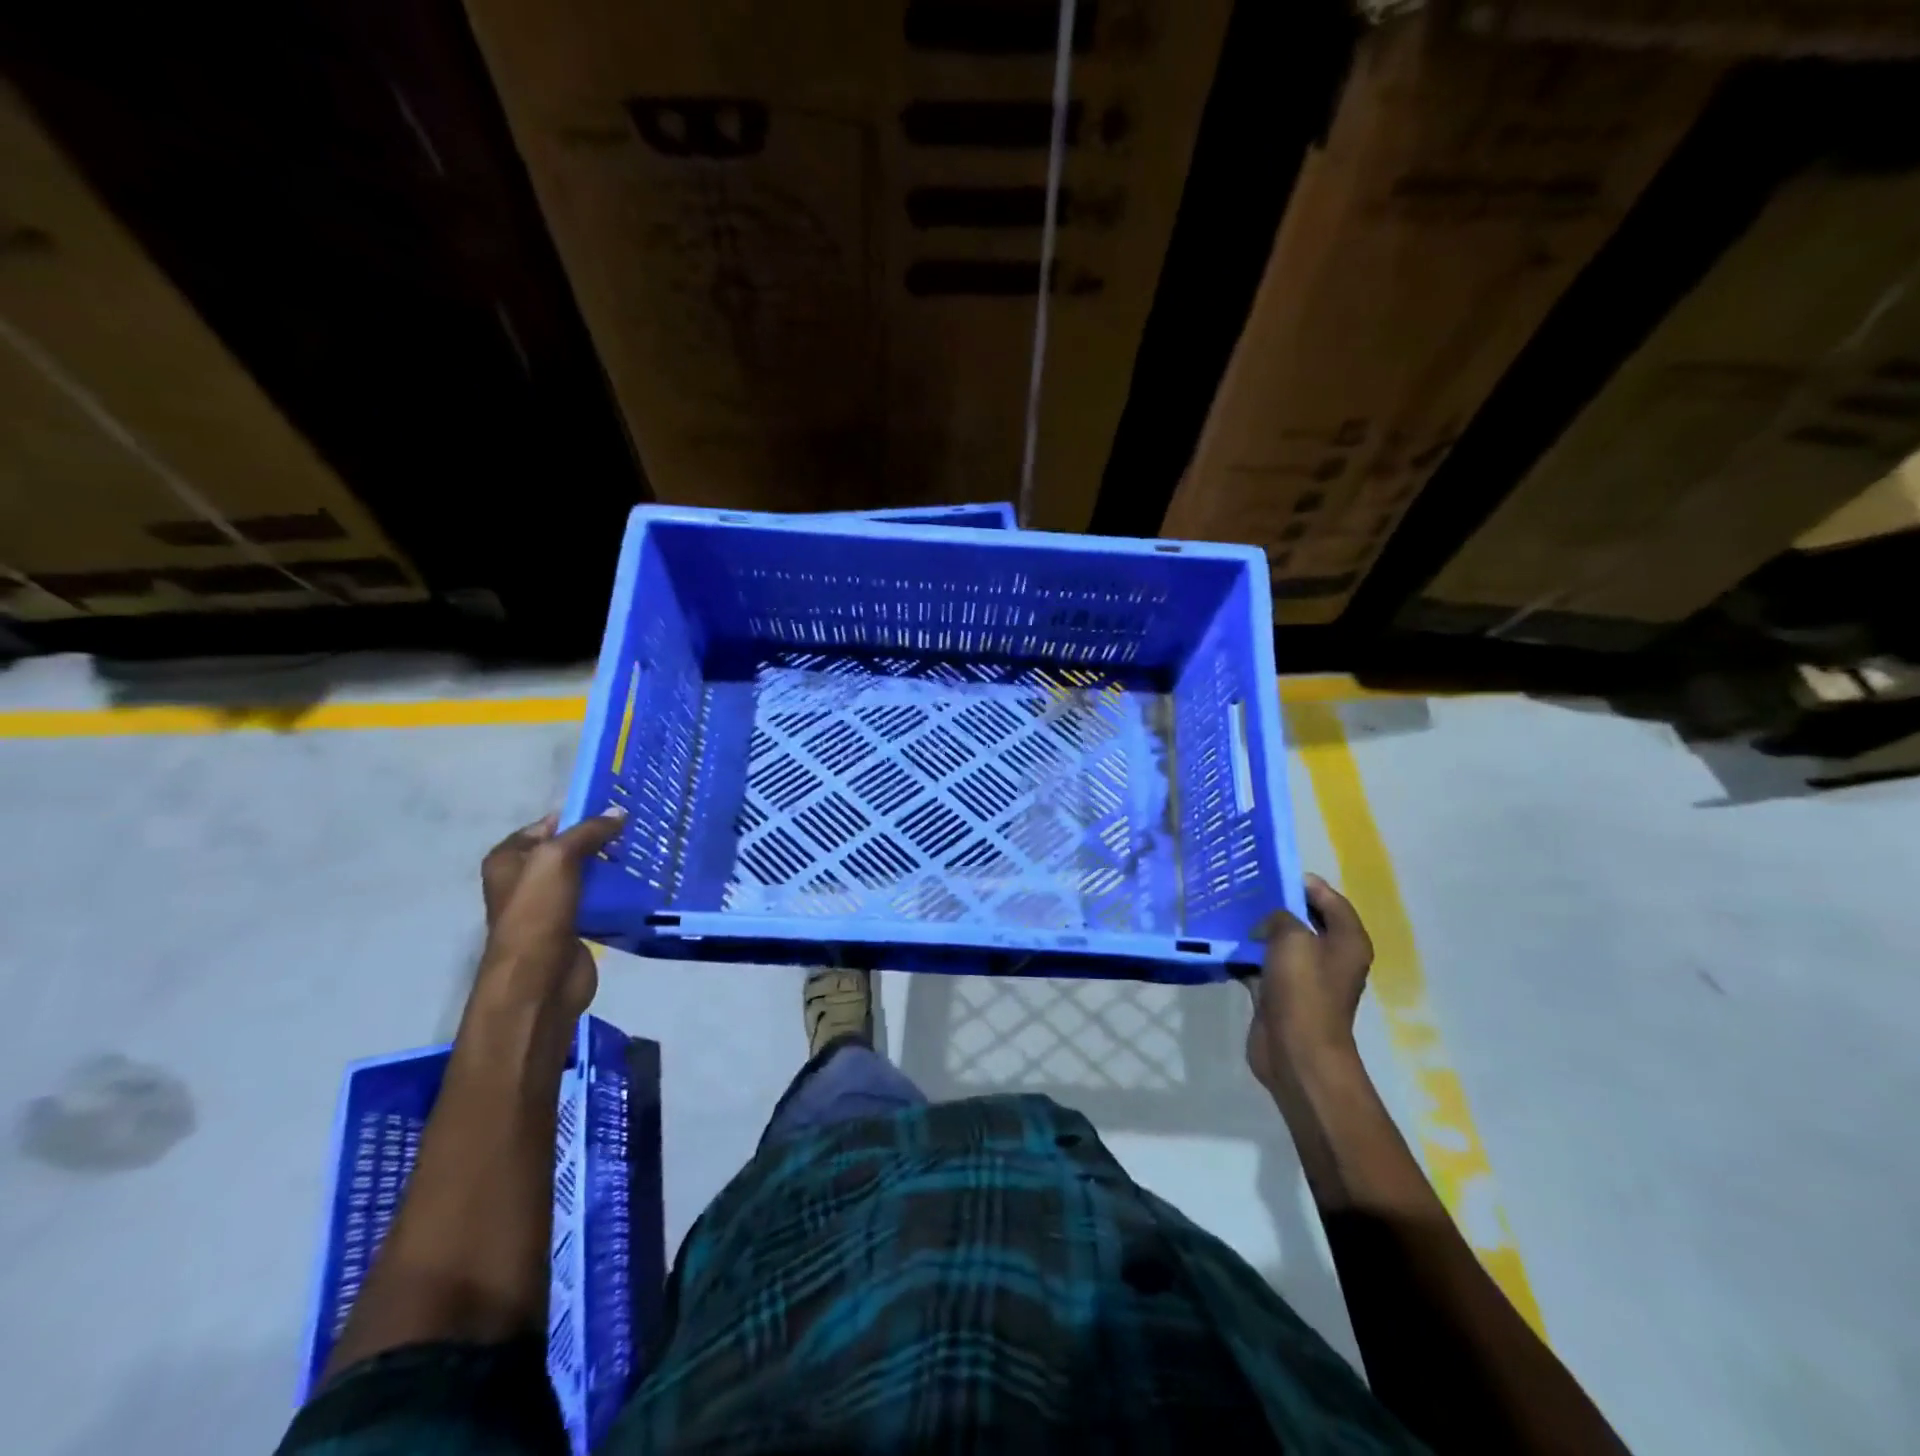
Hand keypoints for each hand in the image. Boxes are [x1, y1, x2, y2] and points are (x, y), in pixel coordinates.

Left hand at [475, 809, 625, 1019]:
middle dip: (600, 840)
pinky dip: (615, 892)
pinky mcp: (572, 926)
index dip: (579, 815)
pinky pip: (597, 899)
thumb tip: (619, 812)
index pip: (548, 825)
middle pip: (568, 849)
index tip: (617, 809)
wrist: (540, 979)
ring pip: (585, 875)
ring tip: (644, 850)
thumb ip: (588, 832)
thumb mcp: (558, 858)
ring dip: (610, 866)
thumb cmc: (538, 912)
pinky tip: (639, 882)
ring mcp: (548, 905)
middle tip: (636, 828)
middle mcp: (524, 879)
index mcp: (509, 859)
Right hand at [1245, 874, 1373, 1099]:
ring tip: (1229, 912)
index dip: (1304, 883)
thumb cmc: (1303, 990)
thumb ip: (1281, 917)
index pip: (1330, 899)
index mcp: (1347, 940)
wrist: (1296, 1052)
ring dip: (1257, 932)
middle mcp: (1331, 956)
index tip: (1271, 873)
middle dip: (1276, 906)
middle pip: (1303, 920)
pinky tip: (1223, 945)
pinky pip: (1262, 966)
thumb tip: (1270, 922)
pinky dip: (1246, 957)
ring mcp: (1305, 977)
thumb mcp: (1292, 938)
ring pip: (1280, 943)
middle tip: (1244, 890)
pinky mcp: (1281, 995)